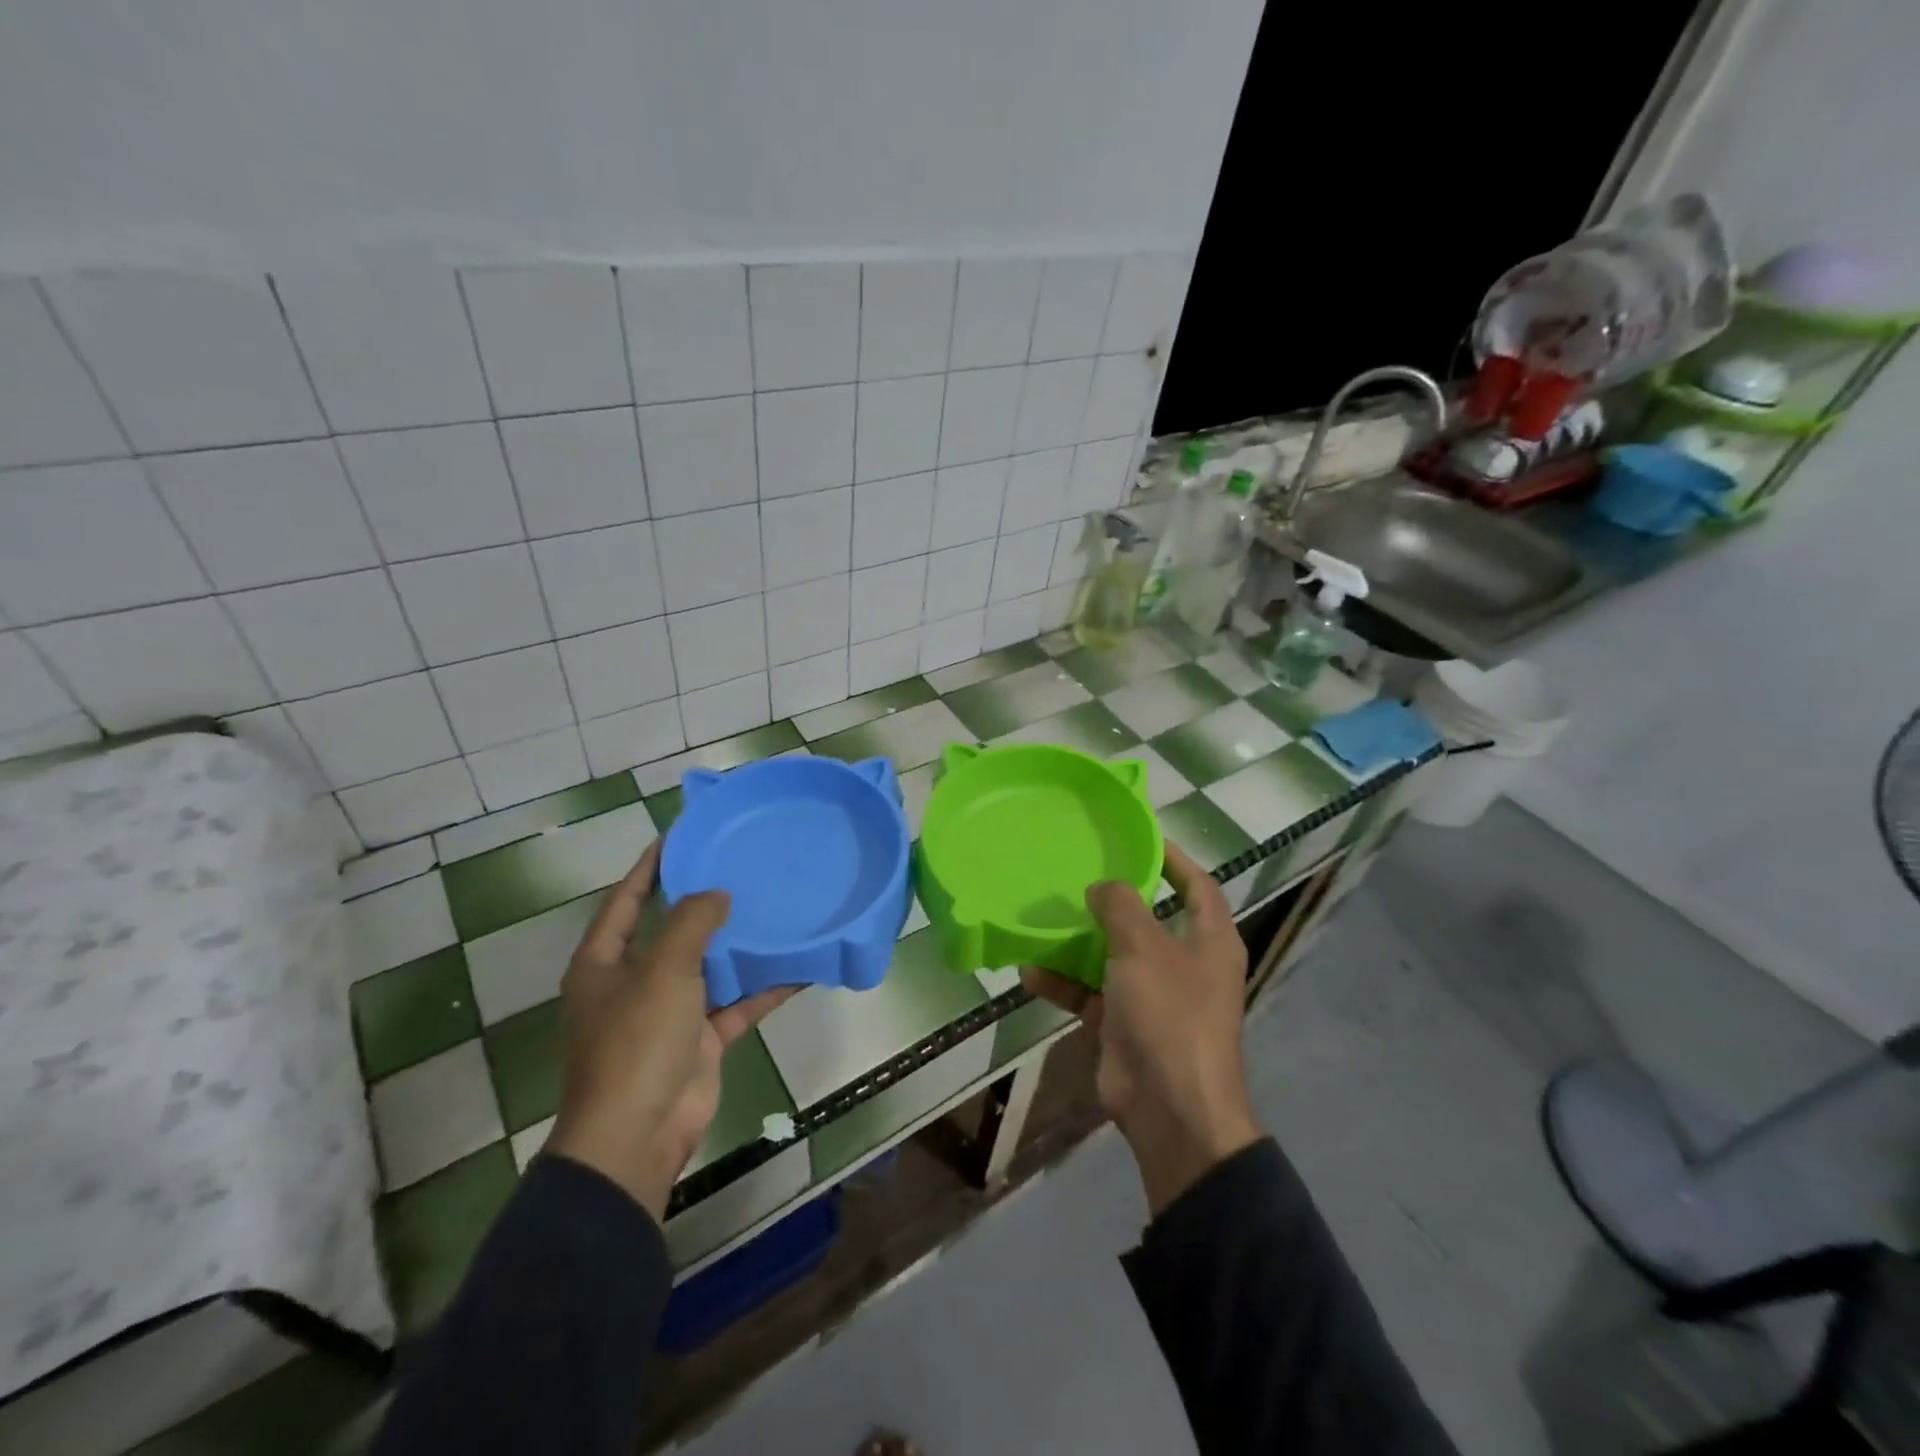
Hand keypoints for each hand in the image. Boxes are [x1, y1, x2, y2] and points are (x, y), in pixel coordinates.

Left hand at [545, 842, 794, 1221]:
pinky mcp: (699, 1040)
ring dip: (737, 945)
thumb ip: (691, 922)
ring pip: (708, 967)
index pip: (625, 900)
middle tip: (739, 866)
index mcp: (604, 963)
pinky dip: (762, 988)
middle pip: (670, 931)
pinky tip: (797, 966)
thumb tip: (716, 893)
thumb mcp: (663, 969)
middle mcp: (633, 983)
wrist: (638, 1135)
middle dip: (701, 902)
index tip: (681, 836)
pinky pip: (736, 1004)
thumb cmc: (637, 1041)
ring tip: (772, 906)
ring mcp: (668, 1013)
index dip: (649, 867)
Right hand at [1023, 840, 1260, 1215]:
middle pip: (1148, 919)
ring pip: (1112, 956)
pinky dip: (1063, 983)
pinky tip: (1029, 970)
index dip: (1174, 858)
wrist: (1171, 1109)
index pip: (1197, 885)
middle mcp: (1184, 963)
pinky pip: (1090, 993)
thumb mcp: (1143, 947)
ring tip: (1045, 914)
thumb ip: (1121, 906)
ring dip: (1080, 941)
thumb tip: (1102, 886)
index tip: (1139, 837)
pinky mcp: (1124, 1024)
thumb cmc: (1170, 1013)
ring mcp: (1153, 995)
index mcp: (1209, 940)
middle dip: (1114, 898)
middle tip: (1078, 871)